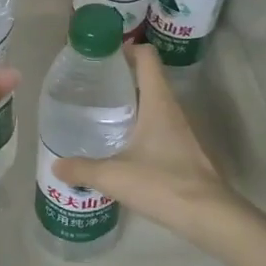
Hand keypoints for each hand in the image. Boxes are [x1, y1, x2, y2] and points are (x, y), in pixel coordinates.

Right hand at [53, 44, 245, 251]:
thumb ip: (82, 169)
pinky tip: (122, 146)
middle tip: (93, 86)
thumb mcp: (114, 176)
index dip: (127, 50)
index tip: (103, 56)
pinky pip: (159, 128)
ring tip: (102, 114)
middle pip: (149, 80)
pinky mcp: (184, 152)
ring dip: (132, 104)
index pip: (147, 58)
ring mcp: (181, 131)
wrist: (209, 216)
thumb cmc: (163, 183)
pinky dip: (140, 127)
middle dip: (123, 78)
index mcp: (158, 103)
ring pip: (155, 105)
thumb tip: (57, 165)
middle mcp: (172, 110)